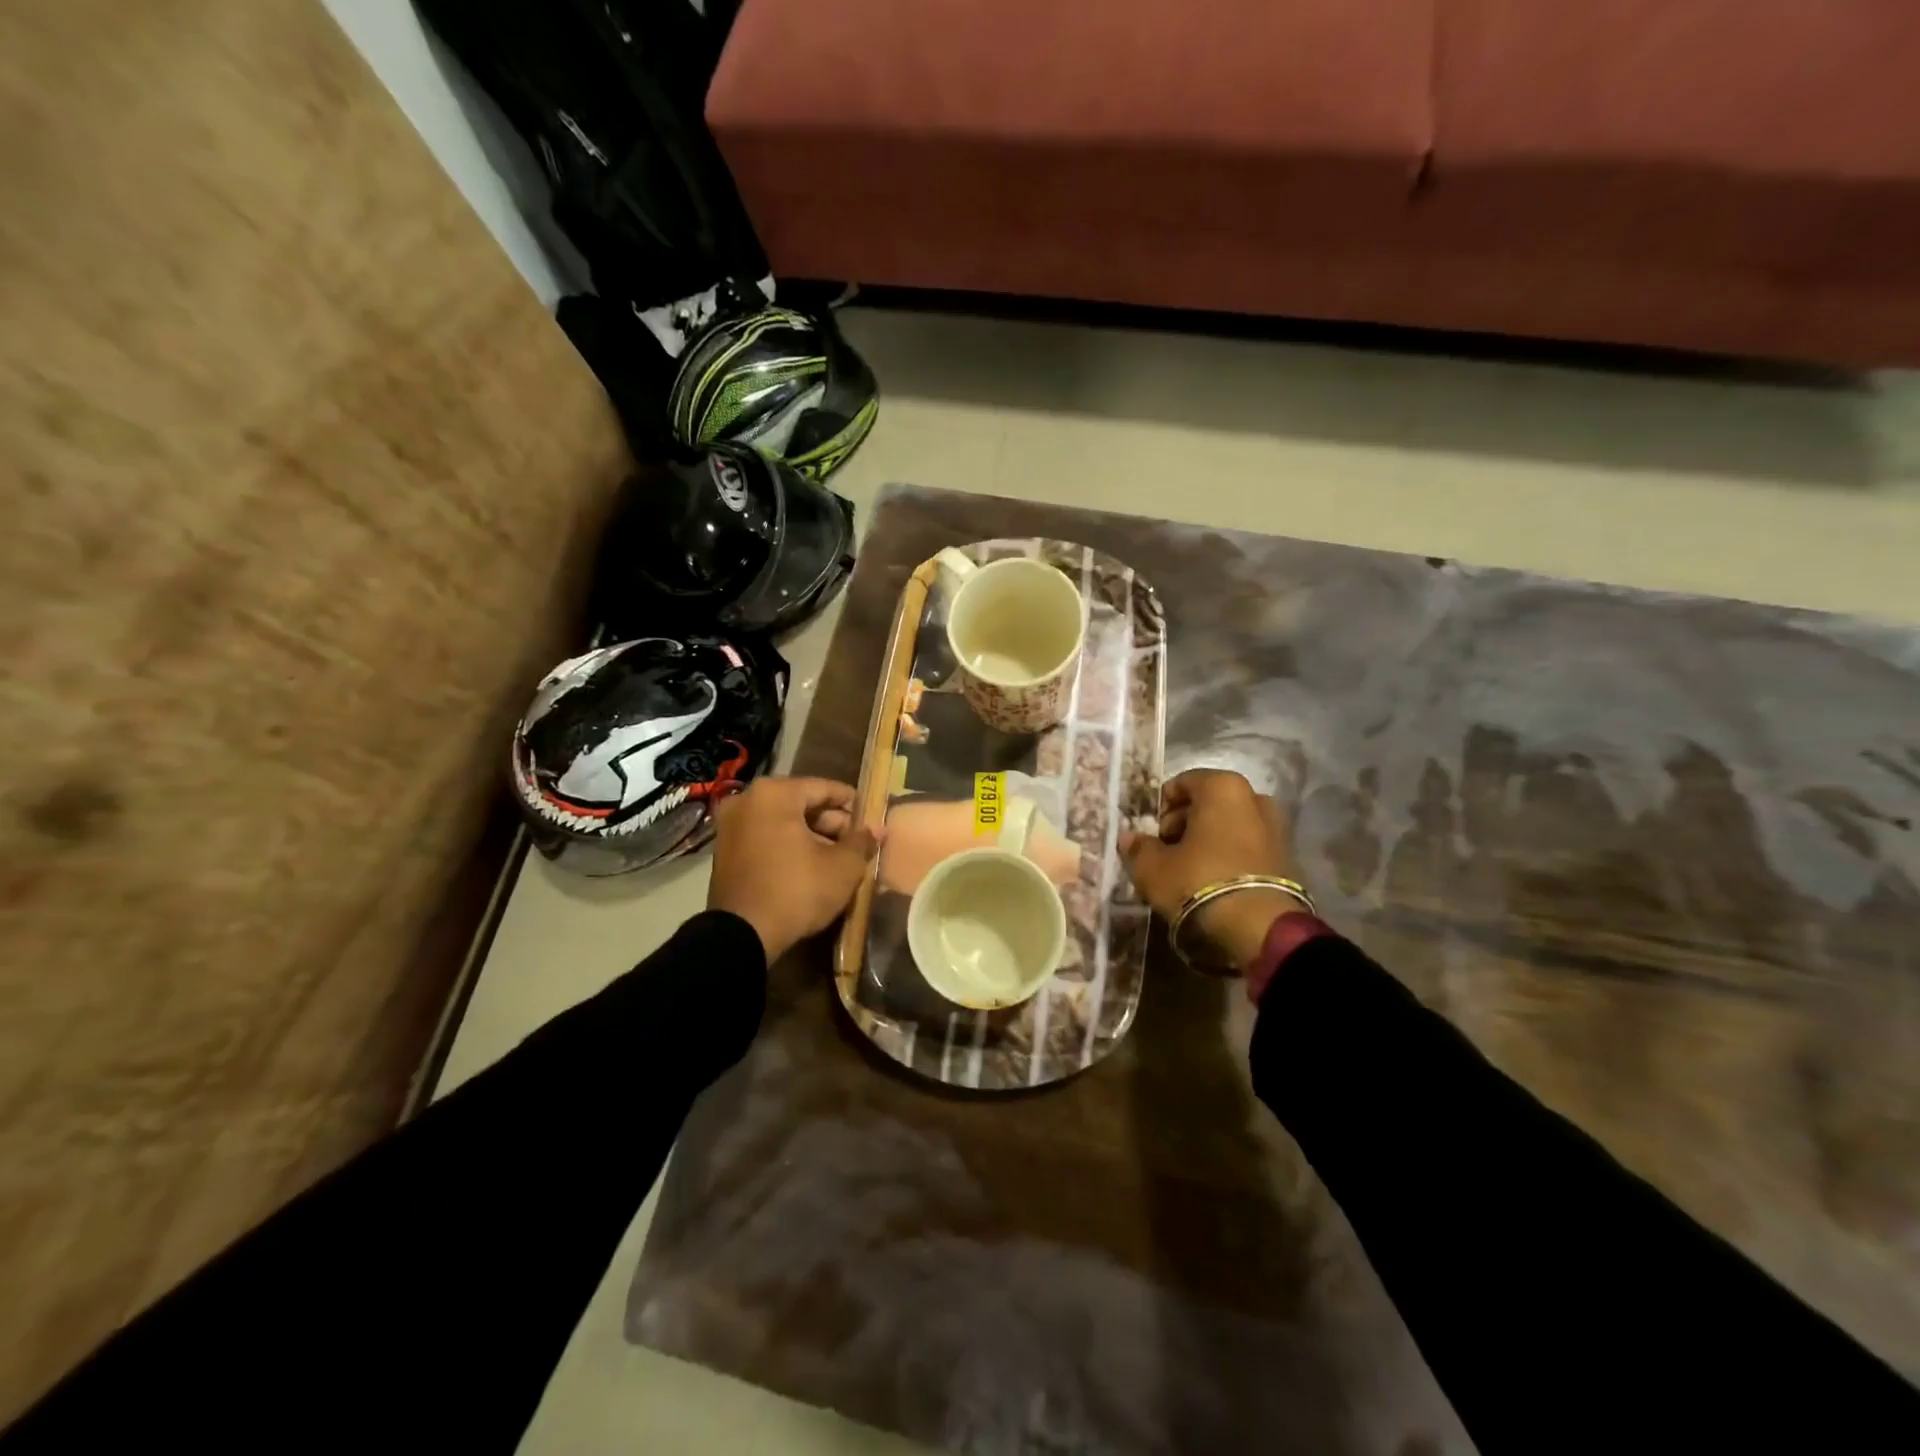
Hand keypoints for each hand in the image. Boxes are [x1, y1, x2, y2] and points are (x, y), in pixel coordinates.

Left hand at [707, 777, 879, 961]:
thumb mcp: (843, 867)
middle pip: (800, 804)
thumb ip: (862, 842)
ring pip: (782, 822)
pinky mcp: (724, 852)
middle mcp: (747, 801)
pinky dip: (788, 846)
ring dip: (810, 836)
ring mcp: (730, 827)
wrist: (743, 936)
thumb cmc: (797, 890)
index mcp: (774, 794)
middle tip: (856, 842)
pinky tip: (811, 866)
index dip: (851, 802)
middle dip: (831, 823)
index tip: (870, 815)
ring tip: (838, 857)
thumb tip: (877, 829)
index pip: (824, 788)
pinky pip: (765, 838)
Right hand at [1119, 769, 1306, 969]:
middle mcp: (1254, 798)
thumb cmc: (1199, 882)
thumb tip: (1130, 839)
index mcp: (1222, 787)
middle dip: (1183, 825)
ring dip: (1206, 843)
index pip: (1180, 784)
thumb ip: (1138, 848)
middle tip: (1164, 853)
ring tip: (1186, 872)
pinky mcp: (1288, 858)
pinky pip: (1246, 848)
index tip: (1147, 833)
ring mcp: (1276, 828)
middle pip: (1207, 805)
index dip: (1159, 808)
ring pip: (1228, 827)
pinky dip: (1228, 858)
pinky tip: (1211, 884)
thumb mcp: (1153, 867)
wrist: (1260, 929)